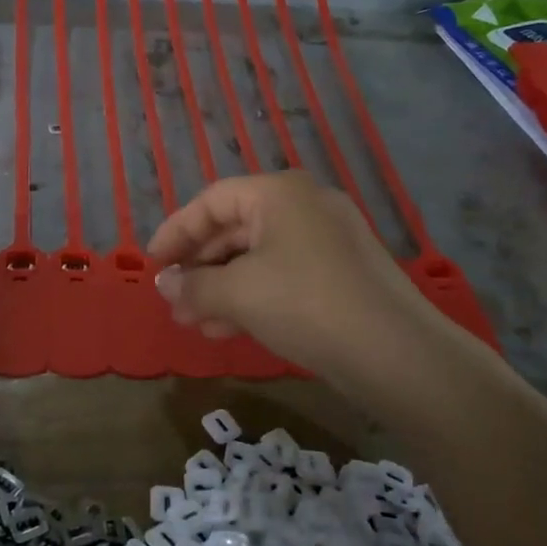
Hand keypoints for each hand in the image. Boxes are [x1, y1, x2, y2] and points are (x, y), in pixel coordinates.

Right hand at [147, 172, 424, 373]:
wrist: (394, 352)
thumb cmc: (304, 303)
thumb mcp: (237, 293)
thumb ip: (193, 285)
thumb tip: (165, 284)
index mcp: (280, 193)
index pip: (212, 201)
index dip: (176, 231)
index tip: (152, 262)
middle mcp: (305, 207)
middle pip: (235, 229)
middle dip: (199, 268)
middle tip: (173, 301)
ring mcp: (328, 241)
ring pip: (257, 258)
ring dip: (220, 288)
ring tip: (194, 322)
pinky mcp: (340, 275)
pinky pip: (282, 276)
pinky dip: (252, 297)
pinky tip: (229, 329)